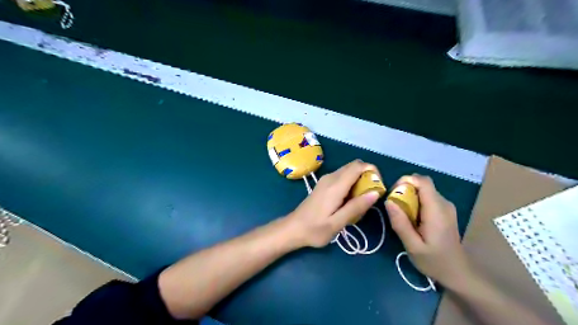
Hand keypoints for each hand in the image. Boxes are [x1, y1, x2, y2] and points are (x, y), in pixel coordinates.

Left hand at [286, 160, 382, 247]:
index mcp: (335, 185)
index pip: (358, 166)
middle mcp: (330, 177)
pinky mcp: (324, 184)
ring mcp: (326, 180)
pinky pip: (342, 177)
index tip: (378, 187)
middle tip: (371, 196)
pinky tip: (349, 202)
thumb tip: (375, 192)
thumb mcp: (337, 223)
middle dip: (367, 176)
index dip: (372, 171)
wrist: (293, 228)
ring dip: (359, 181)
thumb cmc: (315, 229)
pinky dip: (351, 184)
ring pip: (348, 171)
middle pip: (354, 166)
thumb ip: (356, 207)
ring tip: (360, 202)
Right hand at [382, 173, 468, 285]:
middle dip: (405, 189)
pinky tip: (412, 218)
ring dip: (409, 196)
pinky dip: (416, 201)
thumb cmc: (434, 261)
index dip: (406, 180)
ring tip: (401, 214)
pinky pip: (427, 197)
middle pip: (422, 184)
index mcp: (437, 210)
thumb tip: (388, 201)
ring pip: (424, 190)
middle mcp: (444, 203)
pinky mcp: (444, 211)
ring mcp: (446, 206)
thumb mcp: (413, 246)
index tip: (393, 193)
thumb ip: (400, 223)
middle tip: (394, 206)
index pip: (423, 181)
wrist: (458, 273)